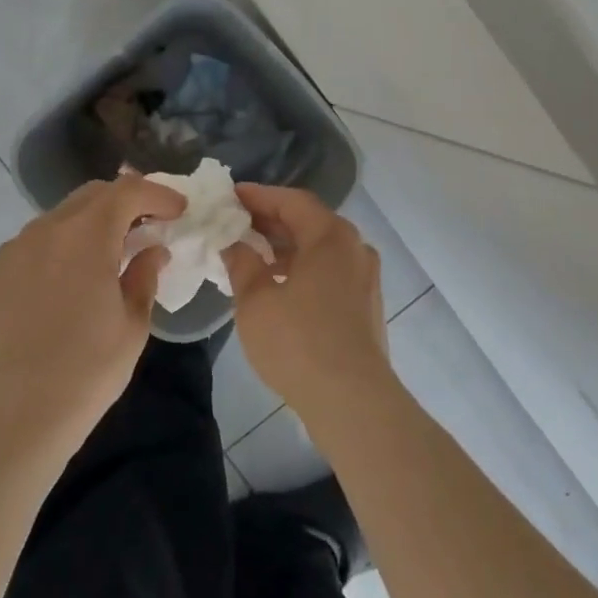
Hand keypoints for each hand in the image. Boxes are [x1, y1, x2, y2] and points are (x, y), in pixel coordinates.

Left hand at [0, 175, 185, 463]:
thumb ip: (145, 276)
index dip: (158, 194)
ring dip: (97, 219)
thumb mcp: (132, 325)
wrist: (13, 419)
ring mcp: (18, 248)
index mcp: (85, 236)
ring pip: (66, 213)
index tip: (179, 210)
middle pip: (94, 194)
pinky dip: (69, 238)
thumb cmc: (85, 373)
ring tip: (118, 247)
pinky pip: (43, 237)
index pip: (128, 191)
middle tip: (152, 224)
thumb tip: (153, 251)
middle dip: (128, 201)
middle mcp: (47, 230)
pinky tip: (80, 270)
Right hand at [225, 184, 396, 424]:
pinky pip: (330, 271)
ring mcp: (365, 277)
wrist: (353, 401)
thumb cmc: (298, 343)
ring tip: (252, 254)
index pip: (292, 201)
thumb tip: (233, 243)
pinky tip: (279, 285)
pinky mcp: (366, 304)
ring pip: (321, 248)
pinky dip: (303, 268)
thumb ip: (242, 263)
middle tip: (236, 222)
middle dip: (272, 221)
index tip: (231, 196)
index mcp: (331, 236)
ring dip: (287, 247)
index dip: (259, 196)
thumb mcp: (256, 301)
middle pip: (309, 222)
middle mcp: (354, 247)